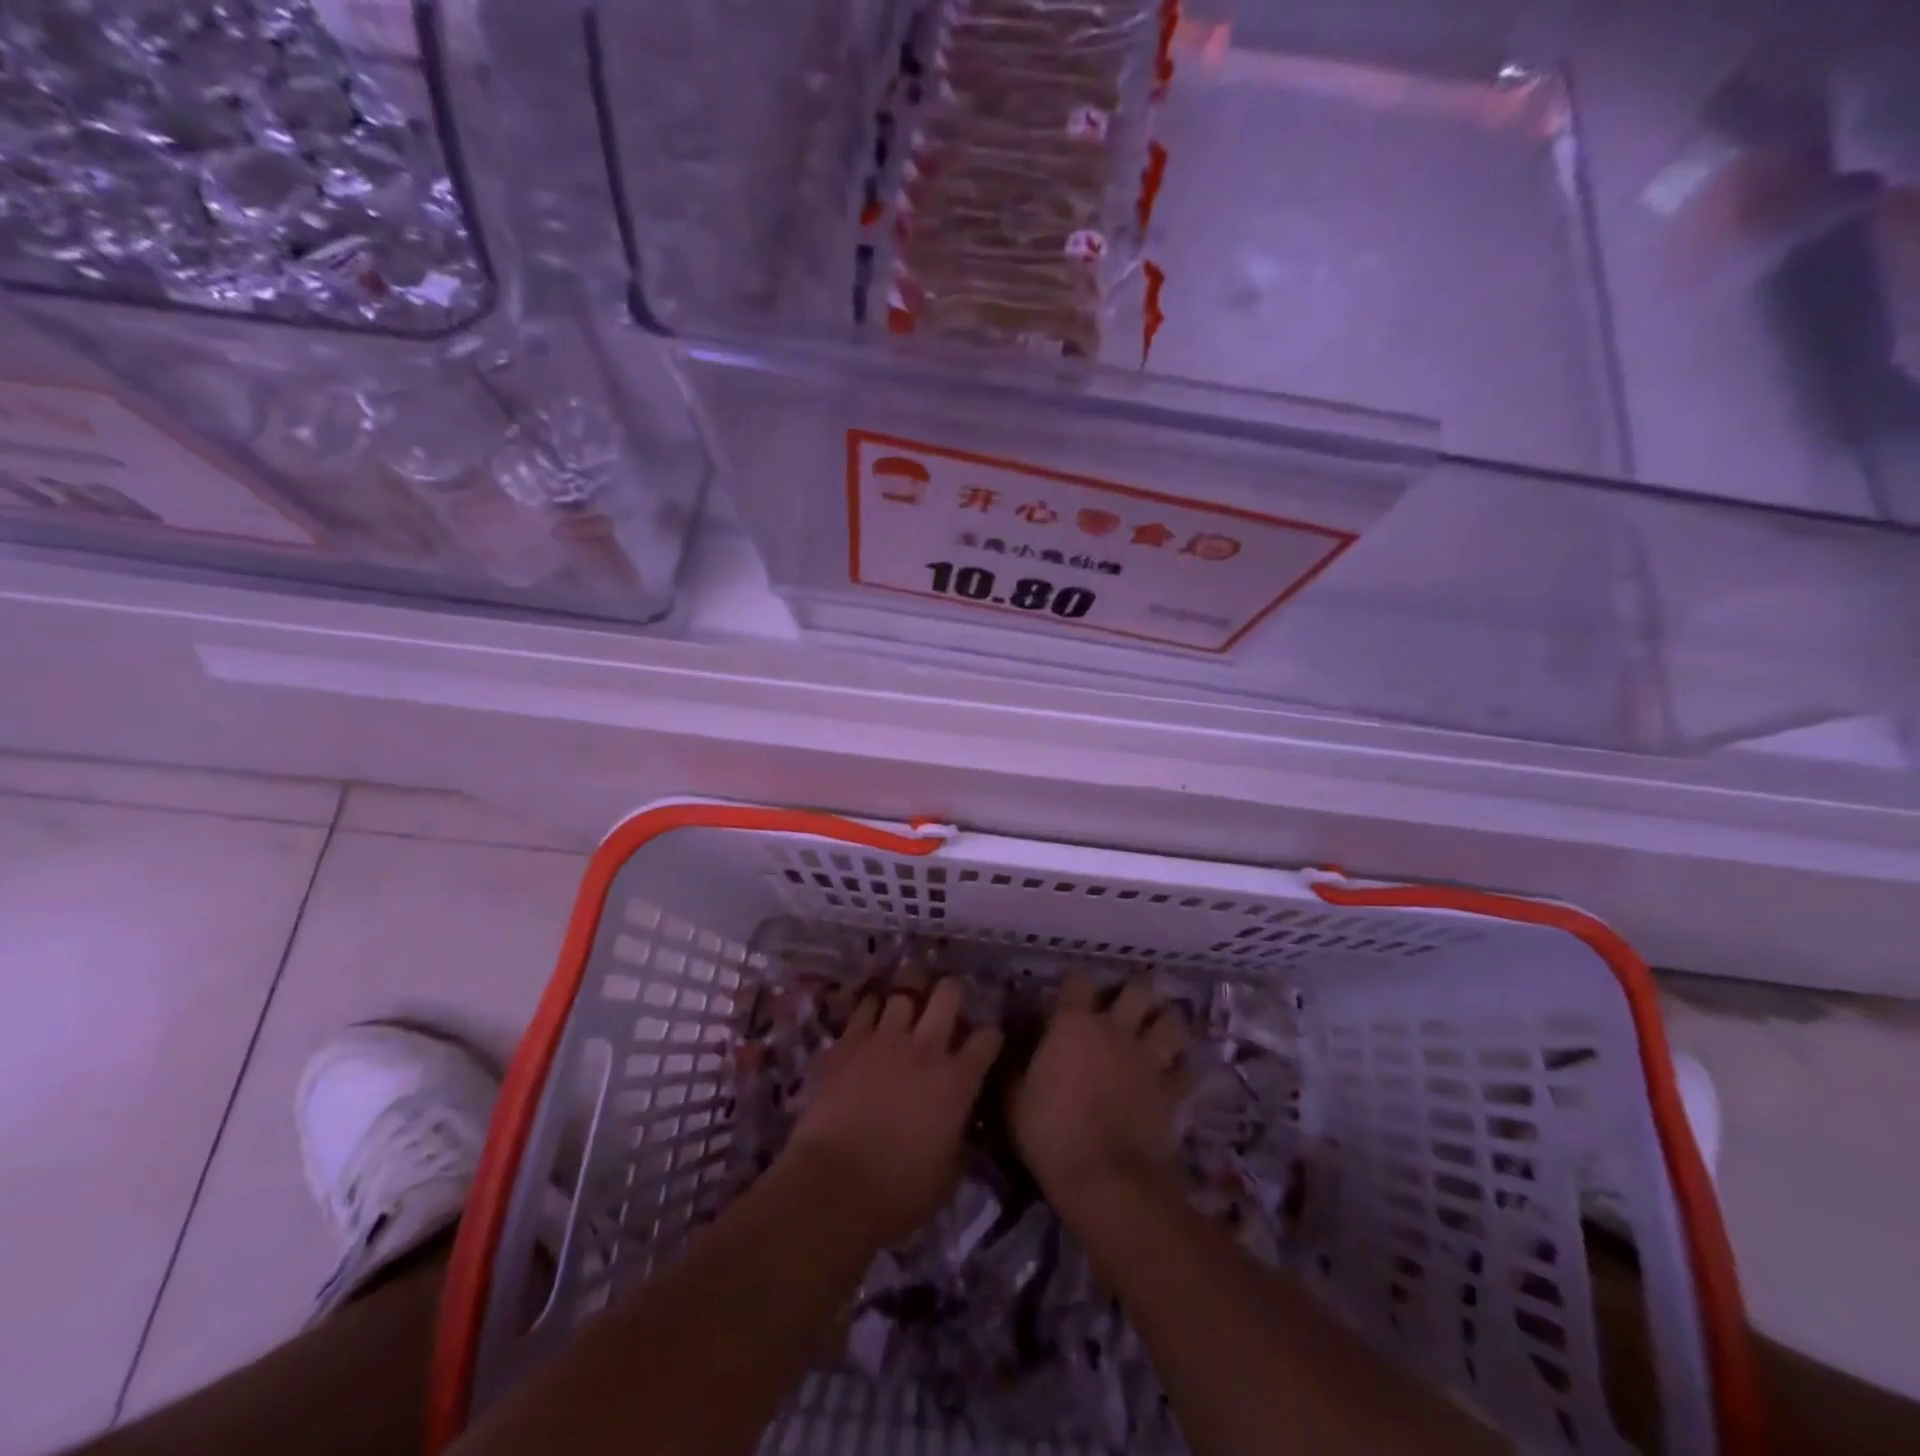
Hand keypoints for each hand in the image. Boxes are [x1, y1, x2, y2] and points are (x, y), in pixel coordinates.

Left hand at [786, 977, 1002, 1249]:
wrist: (833, 1187)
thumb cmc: (897, 1193)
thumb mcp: (948, 1176)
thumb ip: (960, 1138)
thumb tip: (960, 1124)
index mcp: (957, 1081)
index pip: (987, 1039)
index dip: (991, 1037)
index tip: (987, 1042)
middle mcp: (926, 1048)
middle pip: (948, 994)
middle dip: (953, 992)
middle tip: (949, 1001)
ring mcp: (885, 1039)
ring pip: (905, 989)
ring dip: (911, 989)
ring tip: (910, 993)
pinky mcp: (849, 1042)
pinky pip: (865, 1005)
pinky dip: (873, 1004)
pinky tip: (874, 1008)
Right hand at [1009, 971, 1191, 1219]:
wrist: (1105, 1178)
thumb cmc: (1050, 1133)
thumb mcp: (1013, 1101)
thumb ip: (1013, 1069)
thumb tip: (1005, 1051)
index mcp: (1074, 1024)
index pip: (1077, 980)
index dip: (1074, 981)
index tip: (1069, 990)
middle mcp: (1115, 1029)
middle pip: (1138, 990)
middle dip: (1136, 992)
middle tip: (1129, 1003)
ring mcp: (1148, 1058)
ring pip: (1172, 1022)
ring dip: (1167, 1022)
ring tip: (1160, 1029)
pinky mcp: (1172, 1090)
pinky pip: (1186, 1070)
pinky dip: (1183, 1069)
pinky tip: (1176, 1073)